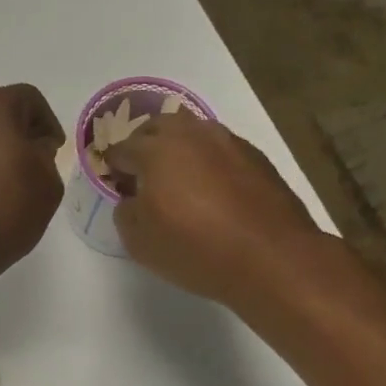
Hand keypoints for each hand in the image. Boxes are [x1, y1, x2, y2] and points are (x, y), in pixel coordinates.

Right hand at [109, 112, 324, 307]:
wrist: (271, 257)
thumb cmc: (196, 249)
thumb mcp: (139, 242)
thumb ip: (125, 212)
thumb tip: (132, 199)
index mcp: (156, 150)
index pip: (121, 149)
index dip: (114, 168)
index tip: (117, 187)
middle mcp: (191, 135)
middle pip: (157, 127)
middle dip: (144, 146)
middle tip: (143, 176)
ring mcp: (227, 141)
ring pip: (192, 132)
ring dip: (178, 149)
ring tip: (179, 181)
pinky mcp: (255, 156)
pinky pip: (219, 149)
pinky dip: (208, 161)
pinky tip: (212, 190)